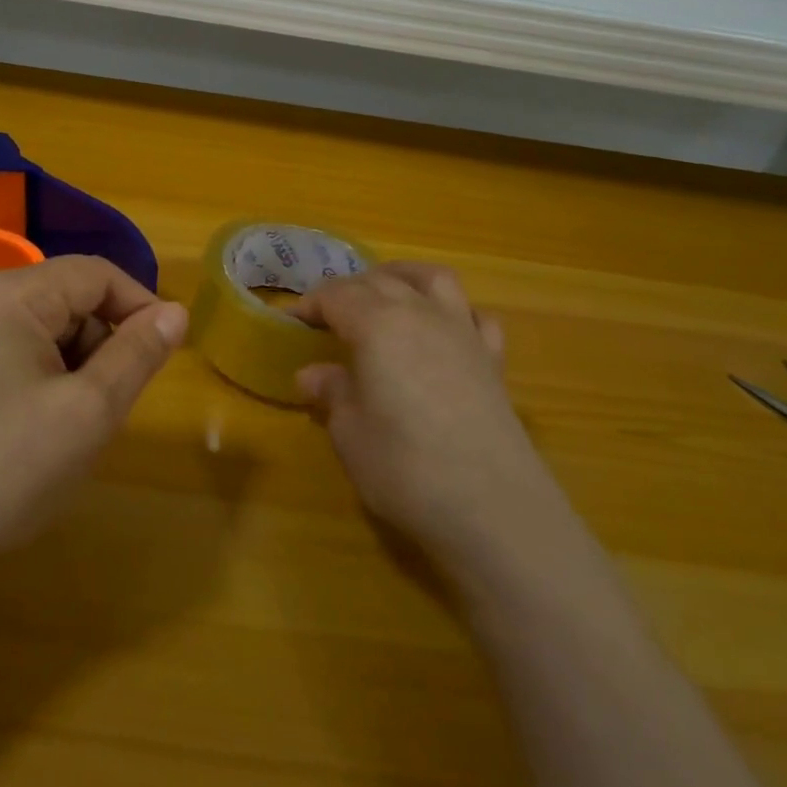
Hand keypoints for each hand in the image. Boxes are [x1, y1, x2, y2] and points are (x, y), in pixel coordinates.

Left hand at [0, 256, 187, 577]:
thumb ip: (138, 353)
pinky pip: (8, 350)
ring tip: (69, 425)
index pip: (94, 274)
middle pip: (64, 298)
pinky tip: (33, 428)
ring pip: (38, 327)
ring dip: (70, 364)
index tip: (167, 349)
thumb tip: (177, 312)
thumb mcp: (89, 411)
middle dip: (100, 343)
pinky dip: (38, 376)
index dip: (140, 305)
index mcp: (6, 294)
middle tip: (109, 405)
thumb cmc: (7, 470)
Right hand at [292, 262, 556, 572]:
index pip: (337, 295)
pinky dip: (455, 312)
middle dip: (349, 290)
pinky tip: (445, 331)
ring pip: (435, 280)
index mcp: (378, 325)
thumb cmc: (404, 468)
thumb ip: (331, 394)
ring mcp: (464, 333)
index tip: (291, 322)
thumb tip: (312, 374)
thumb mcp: (350, 434)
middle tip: (328, 316)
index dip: (310, 305)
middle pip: (380, 281)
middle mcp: (421, 314)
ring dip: (404, 278)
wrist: (493, 508)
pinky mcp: (494, 361)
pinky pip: (476, 316)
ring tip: (386, 293)